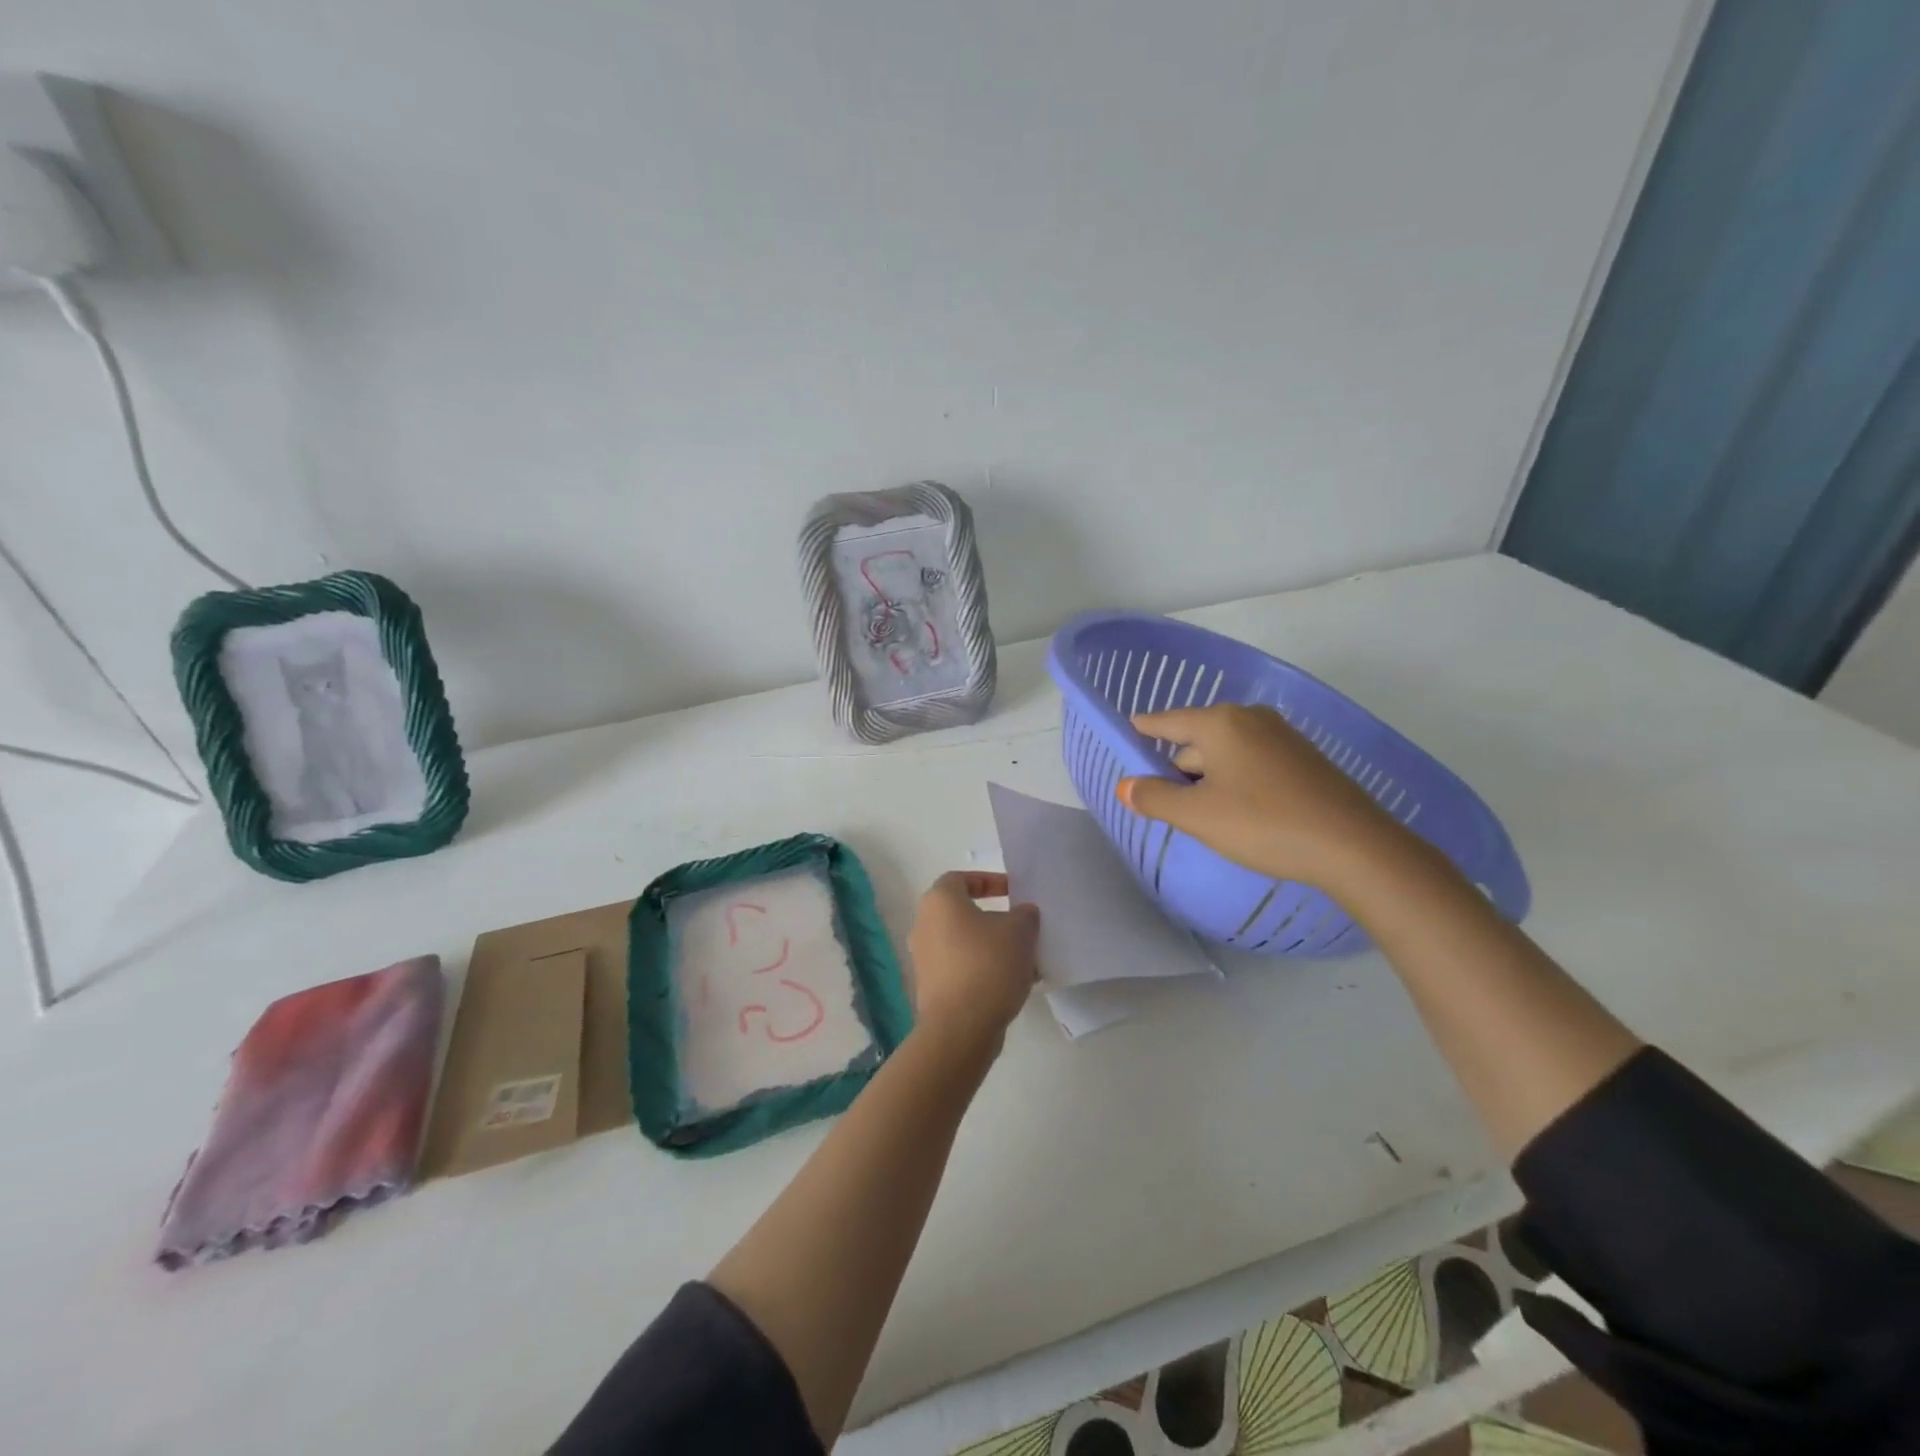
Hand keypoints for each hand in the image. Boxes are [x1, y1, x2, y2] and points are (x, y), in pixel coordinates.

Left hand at [906, 872, 1038, 1055]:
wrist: (960, 1027)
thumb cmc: (988, 965)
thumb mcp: (1020, 931)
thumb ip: (1024, 914)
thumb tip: (1022, 913)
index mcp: (940, 901)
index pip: (960, 878)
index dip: (988, 881)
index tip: (1013, 892)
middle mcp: (924, 925)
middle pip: (962, 912)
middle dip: (994, 918)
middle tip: (1021, 926)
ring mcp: (924, 958)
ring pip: (963, 943)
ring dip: (991, 947)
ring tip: (1023, 959)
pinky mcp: (930, 987)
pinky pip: (960, 968)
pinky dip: (982, 970)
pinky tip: (1011, 984)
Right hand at [1117, 704, 1404, 890]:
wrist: (1353, 846)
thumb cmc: (1263, 824)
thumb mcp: (1198, 816)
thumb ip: (1155, 798)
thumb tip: (1125, 786)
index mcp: (1220, 723)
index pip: (1167, 721)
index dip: (1144, 729)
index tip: (1127, 730)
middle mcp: (1250, 719)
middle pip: (1197, 739)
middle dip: (1178, 766)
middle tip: (1165, 801)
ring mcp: (1282, 737)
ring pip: (1226, 752)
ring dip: (1208, 777)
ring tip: (1202, 813)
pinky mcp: (1303, 759)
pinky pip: (1252, 762)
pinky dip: (1236, 779)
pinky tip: (1239, 811)